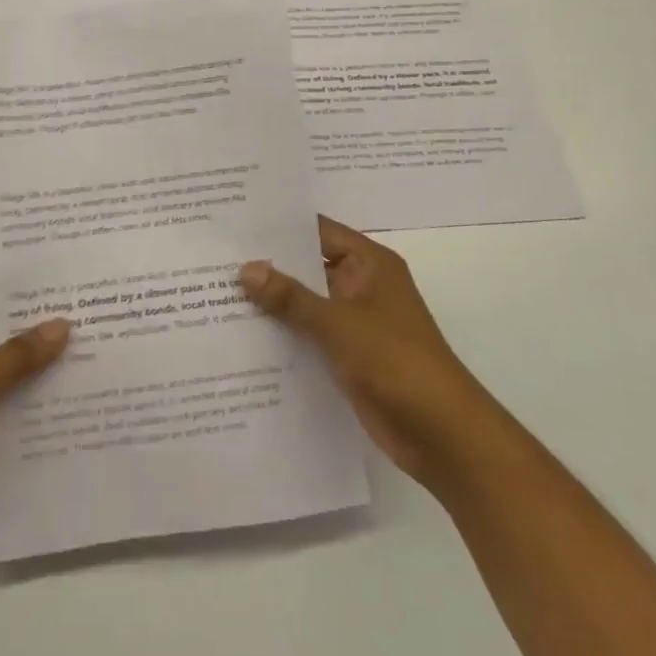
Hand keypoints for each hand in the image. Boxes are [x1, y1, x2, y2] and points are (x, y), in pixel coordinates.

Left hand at [0, 287, 69, 568]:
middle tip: (93, 312)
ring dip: (40, 368)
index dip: (25, 285)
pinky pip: (5, 407)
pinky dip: (31, 405)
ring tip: (95, 352)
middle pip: (2, 331)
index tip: (69, 278)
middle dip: (42, 328)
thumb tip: (63, 324)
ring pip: (7, 371)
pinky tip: (72, 400)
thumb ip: (21, 352)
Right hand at [241, 216, 483, 488]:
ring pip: (305, 303)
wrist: (442, 434)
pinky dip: (283, 334)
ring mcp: (355, 323)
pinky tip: (241, 336)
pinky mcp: (348, 356)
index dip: (279, 226)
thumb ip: (290, 297)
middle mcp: (361, 286)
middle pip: (308, 267)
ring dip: (272, 303)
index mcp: (369, 264)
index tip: (235, 222)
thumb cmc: (395, 361)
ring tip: (215, 292)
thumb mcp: (338, 323)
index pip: (317, 231)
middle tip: (214, 257)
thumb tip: (246, 269)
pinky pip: (308, 335)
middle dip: (268, 266)